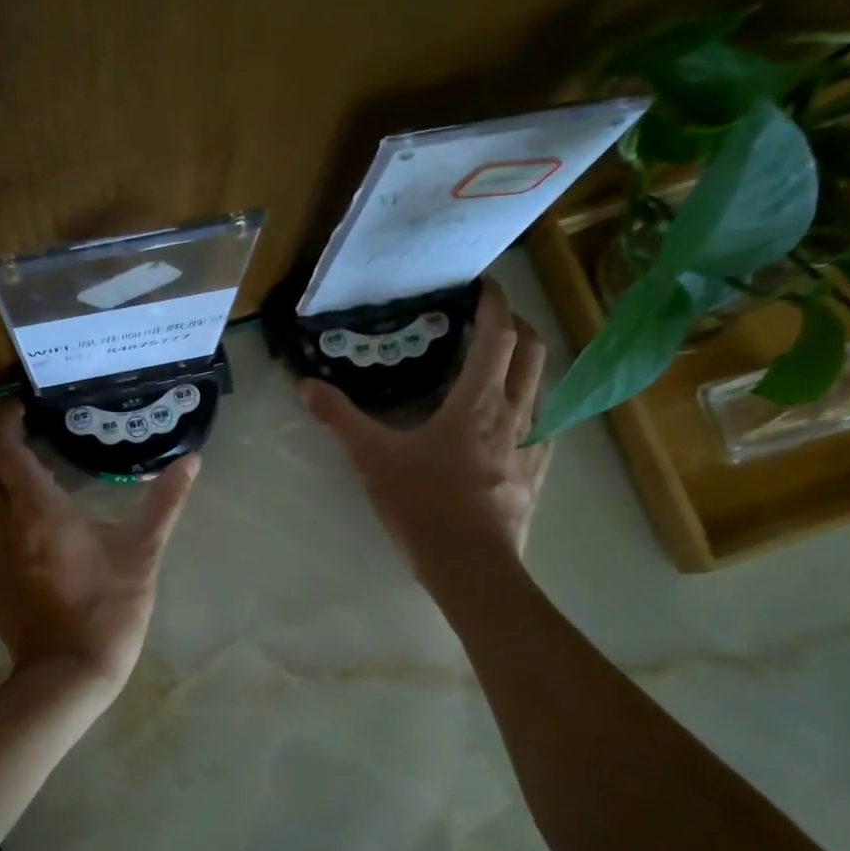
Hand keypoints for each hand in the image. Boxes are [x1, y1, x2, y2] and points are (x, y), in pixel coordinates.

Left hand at [0, 401, 198, 692]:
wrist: (68, 672)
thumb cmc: (108, 608)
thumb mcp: (143, 551)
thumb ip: (166, 500)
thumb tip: (193, 460)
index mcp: (37, 509)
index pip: (3, 446)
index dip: (8, 417)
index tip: (26, 404)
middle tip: (12, 422)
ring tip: (3, 453)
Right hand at [301, 279, 551, 573]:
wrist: (473, 566)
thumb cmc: (425, 505)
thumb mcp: (374, 458)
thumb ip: (340, 418)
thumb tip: (305, 384)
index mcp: (478, 401)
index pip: (498, 334)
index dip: (494, 302)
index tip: (483, 283)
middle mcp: (515, 412)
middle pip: (533, 350)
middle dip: (518, 324)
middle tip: (490, 319)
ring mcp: (533, 443)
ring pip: (544, 384)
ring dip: (527, 362)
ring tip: (499, 364)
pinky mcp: (538, 470)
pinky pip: (544, 421)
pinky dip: (531, 403)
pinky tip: (510, 419)